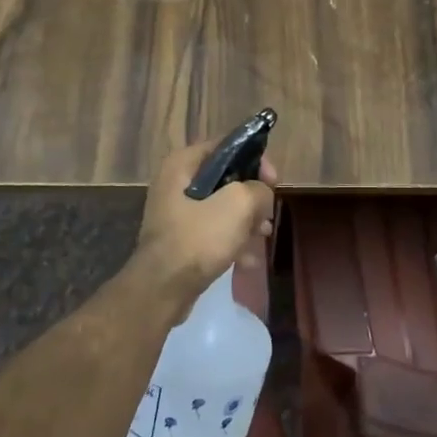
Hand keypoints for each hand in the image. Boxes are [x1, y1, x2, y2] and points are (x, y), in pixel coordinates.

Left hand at [134, 137, 277, 310]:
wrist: (162, 290)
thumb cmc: (199, 238)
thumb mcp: (238, 205)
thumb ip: (258, 190)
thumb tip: (261, 195)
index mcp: (182, 164)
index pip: (226, 146)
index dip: (255, 160)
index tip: (273, 181)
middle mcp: (175, 182)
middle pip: (226, 179)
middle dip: (252, 197)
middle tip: (268, 213)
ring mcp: (176, 213)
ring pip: (222, 207)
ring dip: (246, 222)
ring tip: (263, 237)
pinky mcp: (180, 239)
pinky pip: (212, 232)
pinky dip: (232, 242)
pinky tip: (248, 261)